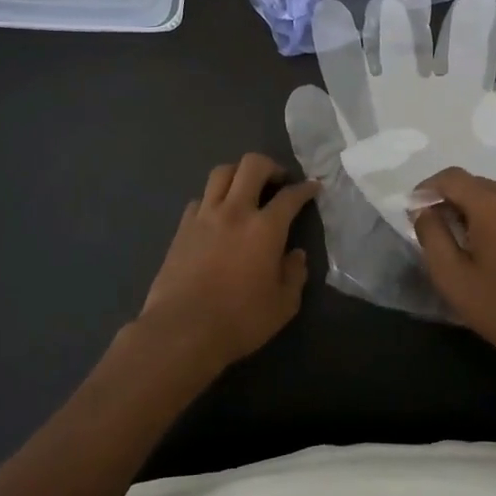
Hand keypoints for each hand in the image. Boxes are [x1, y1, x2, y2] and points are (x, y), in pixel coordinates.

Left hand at [137, 154, 319, 369]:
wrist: (182, 330)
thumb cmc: (239, 320)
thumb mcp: (283, 305)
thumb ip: (295, 275)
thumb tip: (295, 255)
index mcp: (265, 228)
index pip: (290, 196)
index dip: (305, 188)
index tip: (313, 187)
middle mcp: (235, 211)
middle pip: (252, 165)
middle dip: (270, 166)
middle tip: (278, 181)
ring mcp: (204, 216)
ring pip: (221, 173)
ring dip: (238, 173)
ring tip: (246, 189)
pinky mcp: (182, 228)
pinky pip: (200, 199)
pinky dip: (212, 200)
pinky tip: (217, 216)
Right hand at [411, 166, 495, 375]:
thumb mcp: (452, 277)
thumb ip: (431, 235)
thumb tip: (422, 210)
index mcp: (493, 205)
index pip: (452, 177)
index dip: (427, 188)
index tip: (414, 210)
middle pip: (474, 183)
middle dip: (450, 198)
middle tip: (434, 227)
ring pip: (495, 195)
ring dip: (472, 208)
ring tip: (460, 238)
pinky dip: (495, 216)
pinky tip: (490, 246)